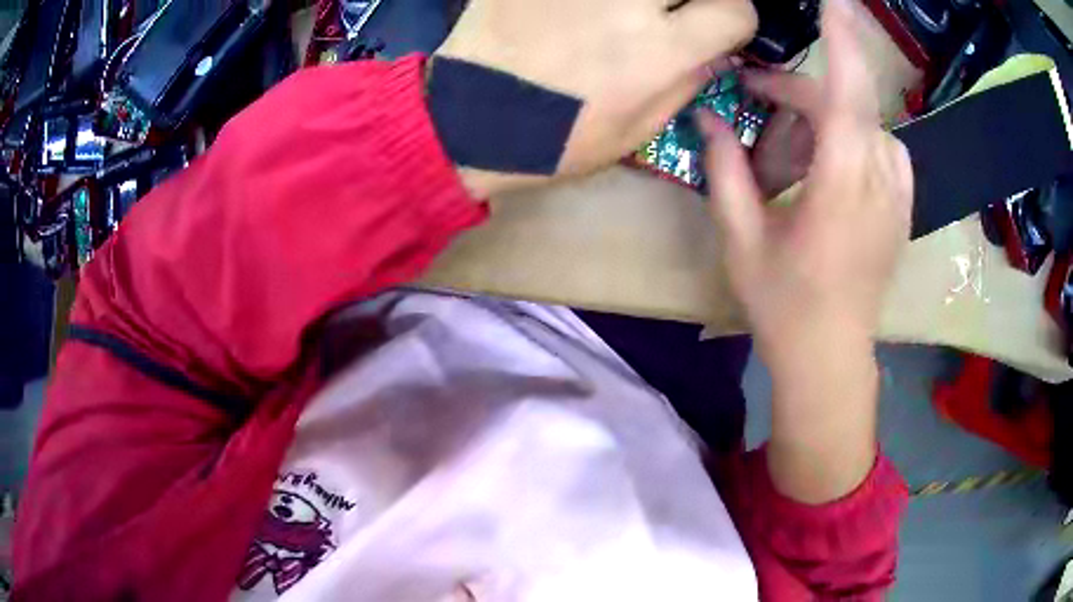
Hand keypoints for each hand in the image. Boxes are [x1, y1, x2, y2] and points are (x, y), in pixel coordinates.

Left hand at [435, 0, 757, 188]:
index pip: (735, 8)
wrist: (464, 119)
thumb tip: (717, 49)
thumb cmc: (553, 138)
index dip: (735, 18)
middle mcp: (624, 3)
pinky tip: (587, 9)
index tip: (718, 25)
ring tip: (629, 14)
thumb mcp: (634, 132)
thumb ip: (685, 83)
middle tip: (675, 13)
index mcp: (656, 52)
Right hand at [700, 0, 912, 502]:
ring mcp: (897, 195)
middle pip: (845, 103)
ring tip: (790, 136)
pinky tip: (830, 156)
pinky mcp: (902, 207)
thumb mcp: (742, 239)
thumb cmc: (784, 306)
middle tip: (753, 96)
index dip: (843, 41)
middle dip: (798, 90)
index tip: (834, 1)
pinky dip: (853, 134)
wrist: (832, 358)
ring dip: (825, 112)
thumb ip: (725, 171)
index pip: (848, 94)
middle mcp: (879, 181)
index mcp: (841, 187)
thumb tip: (706, 118)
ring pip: (865, 122)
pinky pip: (883, 146)